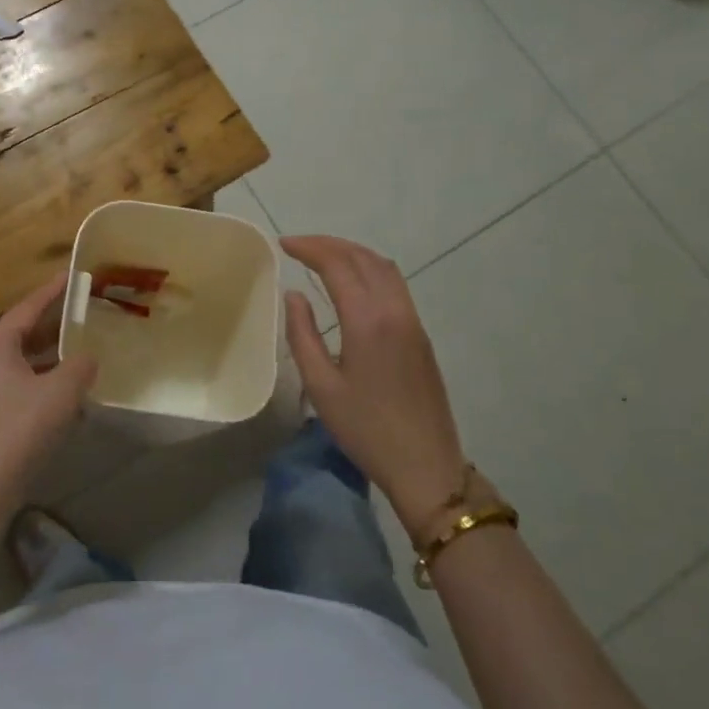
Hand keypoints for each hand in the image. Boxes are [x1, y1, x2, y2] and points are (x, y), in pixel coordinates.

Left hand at [0, 273, 96, 542]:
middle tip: (86, 313)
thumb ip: (81, 365)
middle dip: (56, 324)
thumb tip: (88, 358)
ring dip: (53, 356)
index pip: (29, 306)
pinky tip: (70, 392)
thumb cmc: (21, 428)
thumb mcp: (61, 391)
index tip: (74, 275)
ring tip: (85, 350)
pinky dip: (45, 381)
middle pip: (25, 332)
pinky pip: (22, 385)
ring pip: (24, 361)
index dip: (54, 290)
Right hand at [281, 236, 468, 536]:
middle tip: (298, 245)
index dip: (309, 248)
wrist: (425, 465)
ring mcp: (412, 320)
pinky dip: (369, 269)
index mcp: (368, 320)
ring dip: (352, 253)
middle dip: (329, 244)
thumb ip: (303, 335)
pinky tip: (352, 282)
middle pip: (363, 257)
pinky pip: (394, 284)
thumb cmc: (366, 430)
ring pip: (383, 267)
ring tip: (322, 256)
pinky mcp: (420, 334)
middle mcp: (394, 310)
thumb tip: (294, 295)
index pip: (337, 264)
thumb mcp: (321, 386)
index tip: (283, 244)